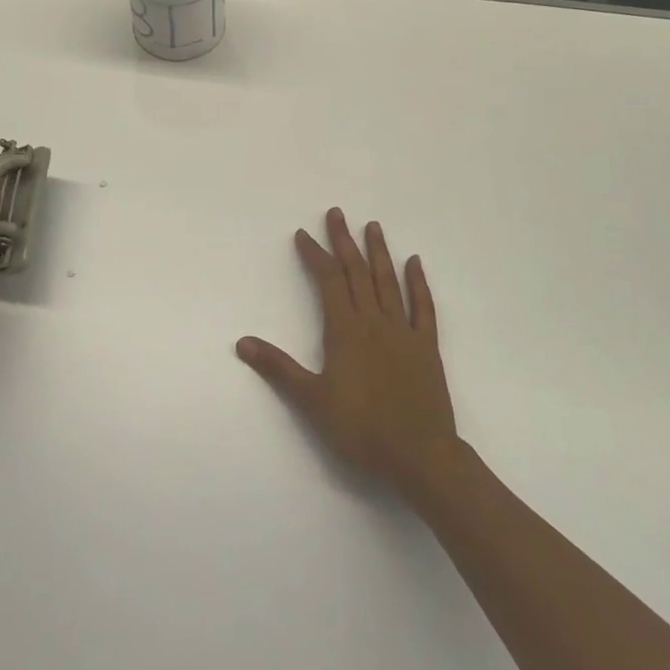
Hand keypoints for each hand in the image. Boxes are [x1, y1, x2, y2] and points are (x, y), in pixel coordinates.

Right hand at [237, 208, 459, 496]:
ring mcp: (403, 331)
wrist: (420, 455)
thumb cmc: (361, 429)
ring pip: (388, 281)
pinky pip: (423, 307)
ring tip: (372, 226)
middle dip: (344, 241)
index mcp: (345, 330)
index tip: (303, 234)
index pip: (326, 280)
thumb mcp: (312, 400)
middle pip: (356, 272)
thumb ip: (278, 368)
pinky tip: (415, 263)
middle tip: (336, 213)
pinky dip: (419, 283)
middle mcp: (374, 321)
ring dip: (379, 252)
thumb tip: (242, 343)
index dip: (314, 255)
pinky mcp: (426, 346)